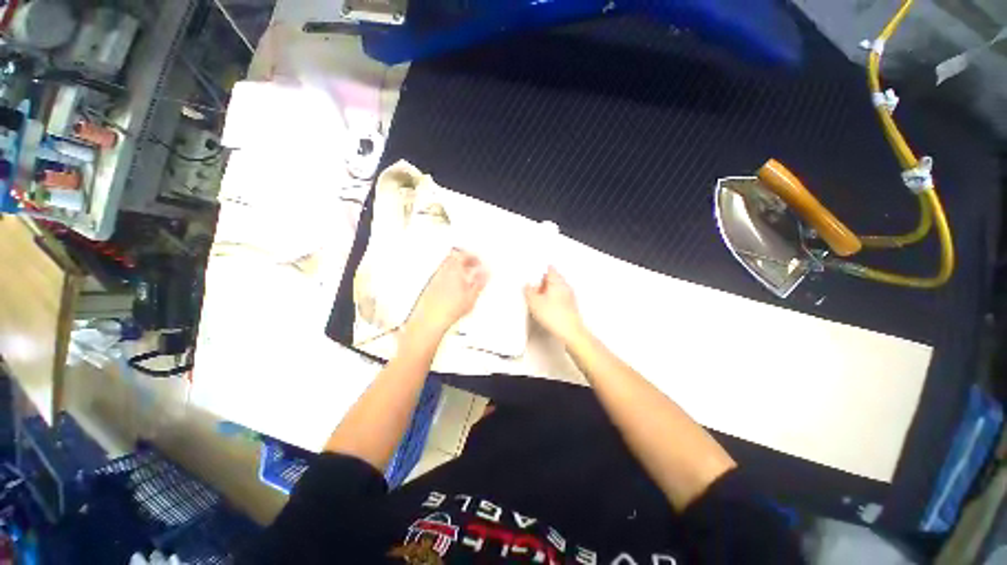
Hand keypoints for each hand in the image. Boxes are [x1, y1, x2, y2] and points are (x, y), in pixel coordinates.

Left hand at [404, 249, 488, 344]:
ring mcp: (434, 279)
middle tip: (473, 267)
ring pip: (447, 268)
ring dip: (457, 270)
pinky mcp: (429, 288)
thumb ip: (480, 282)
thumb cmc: (448, 309)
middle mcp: (442, 271)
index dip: (473, 256)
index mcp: (454, 269)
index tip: (478, 261)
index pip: (463, 254)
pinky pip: (441, 277)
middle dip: (464, 261)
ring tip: (466, 279)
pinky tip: (455, 289)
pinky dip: (450, 278)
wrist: (430, 320)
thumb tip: (485, 274)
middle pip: (453, 258)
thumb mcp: (472, 296)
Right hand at [524, 267, 585, 343]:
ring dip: (547, 292)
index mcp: (557, 281)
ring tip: (538, 299)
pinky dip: (552, 300)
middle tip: (534, 287)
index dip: (542, 270)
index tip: (536, 272)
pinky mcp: (570, 307)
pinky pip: (559, 299)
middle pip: (554, 279)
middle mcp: (565, 287)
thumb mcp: (534, 302)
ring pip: (556, 290)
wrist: (570, 332)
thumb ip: (529, 291)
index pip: (550, 270)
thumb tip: (527, 286)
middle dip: (543, 282)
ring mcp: (569, 297)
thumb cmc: (555, 315)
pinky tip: (546, 308)